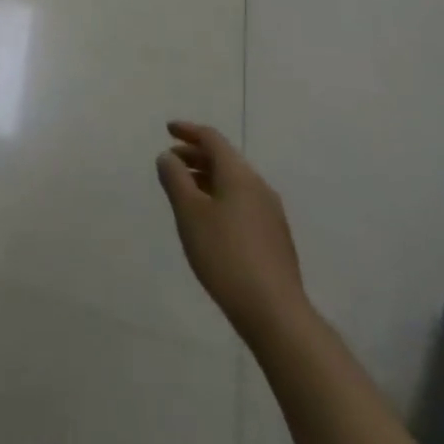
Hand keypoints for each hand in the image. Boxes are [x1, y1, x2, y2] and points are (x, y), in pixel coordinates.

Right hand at [157, 121, 307, 337]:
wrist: (276, 314)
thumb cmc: (225, 255)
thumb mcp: (189, 212)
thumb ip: (175, 178)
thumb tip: (168, 157)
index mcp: (239, 175)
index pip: (211, 139)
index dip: (188, 131)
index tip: (168, 130)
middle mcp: (258, 187)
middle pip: (224, 159)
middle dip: (195, 156)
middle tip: (171, 163)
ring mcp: (270, 214)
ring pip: (234, 182)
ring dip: (207, 178)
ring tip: (185, 192)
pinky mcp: (275, 238)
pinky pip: (242, 202)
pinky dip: (220, 198)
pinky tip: (209, 220)